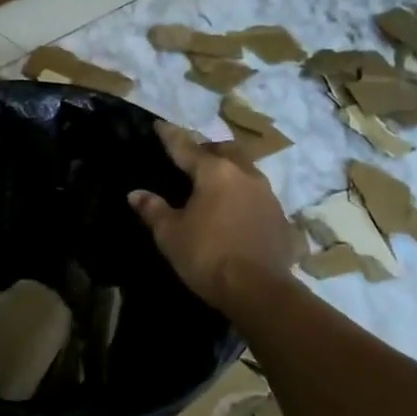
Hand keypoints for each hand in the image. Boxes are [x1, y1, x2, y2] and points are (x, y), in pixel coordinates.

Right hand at [129, 120, 299, 312]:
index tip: (159, 125)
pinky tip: (235, 211)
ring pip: (245, 171)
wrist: (258, 290)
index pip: (186, 147)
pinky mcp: (280, 217)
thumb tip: (135, 194)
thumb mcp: (171, 234)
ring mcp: (268, 195)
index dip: (170, 136)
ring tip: (214, 185)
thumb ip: (153, 210)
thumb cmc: (207, 256)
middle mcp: (245, 175)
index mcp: (215, 173)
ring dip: (229, 171)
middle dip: (207, 150)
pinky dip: (242, 196)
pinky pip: (257, 196)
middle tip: (191, 159)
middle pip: (224, 151)